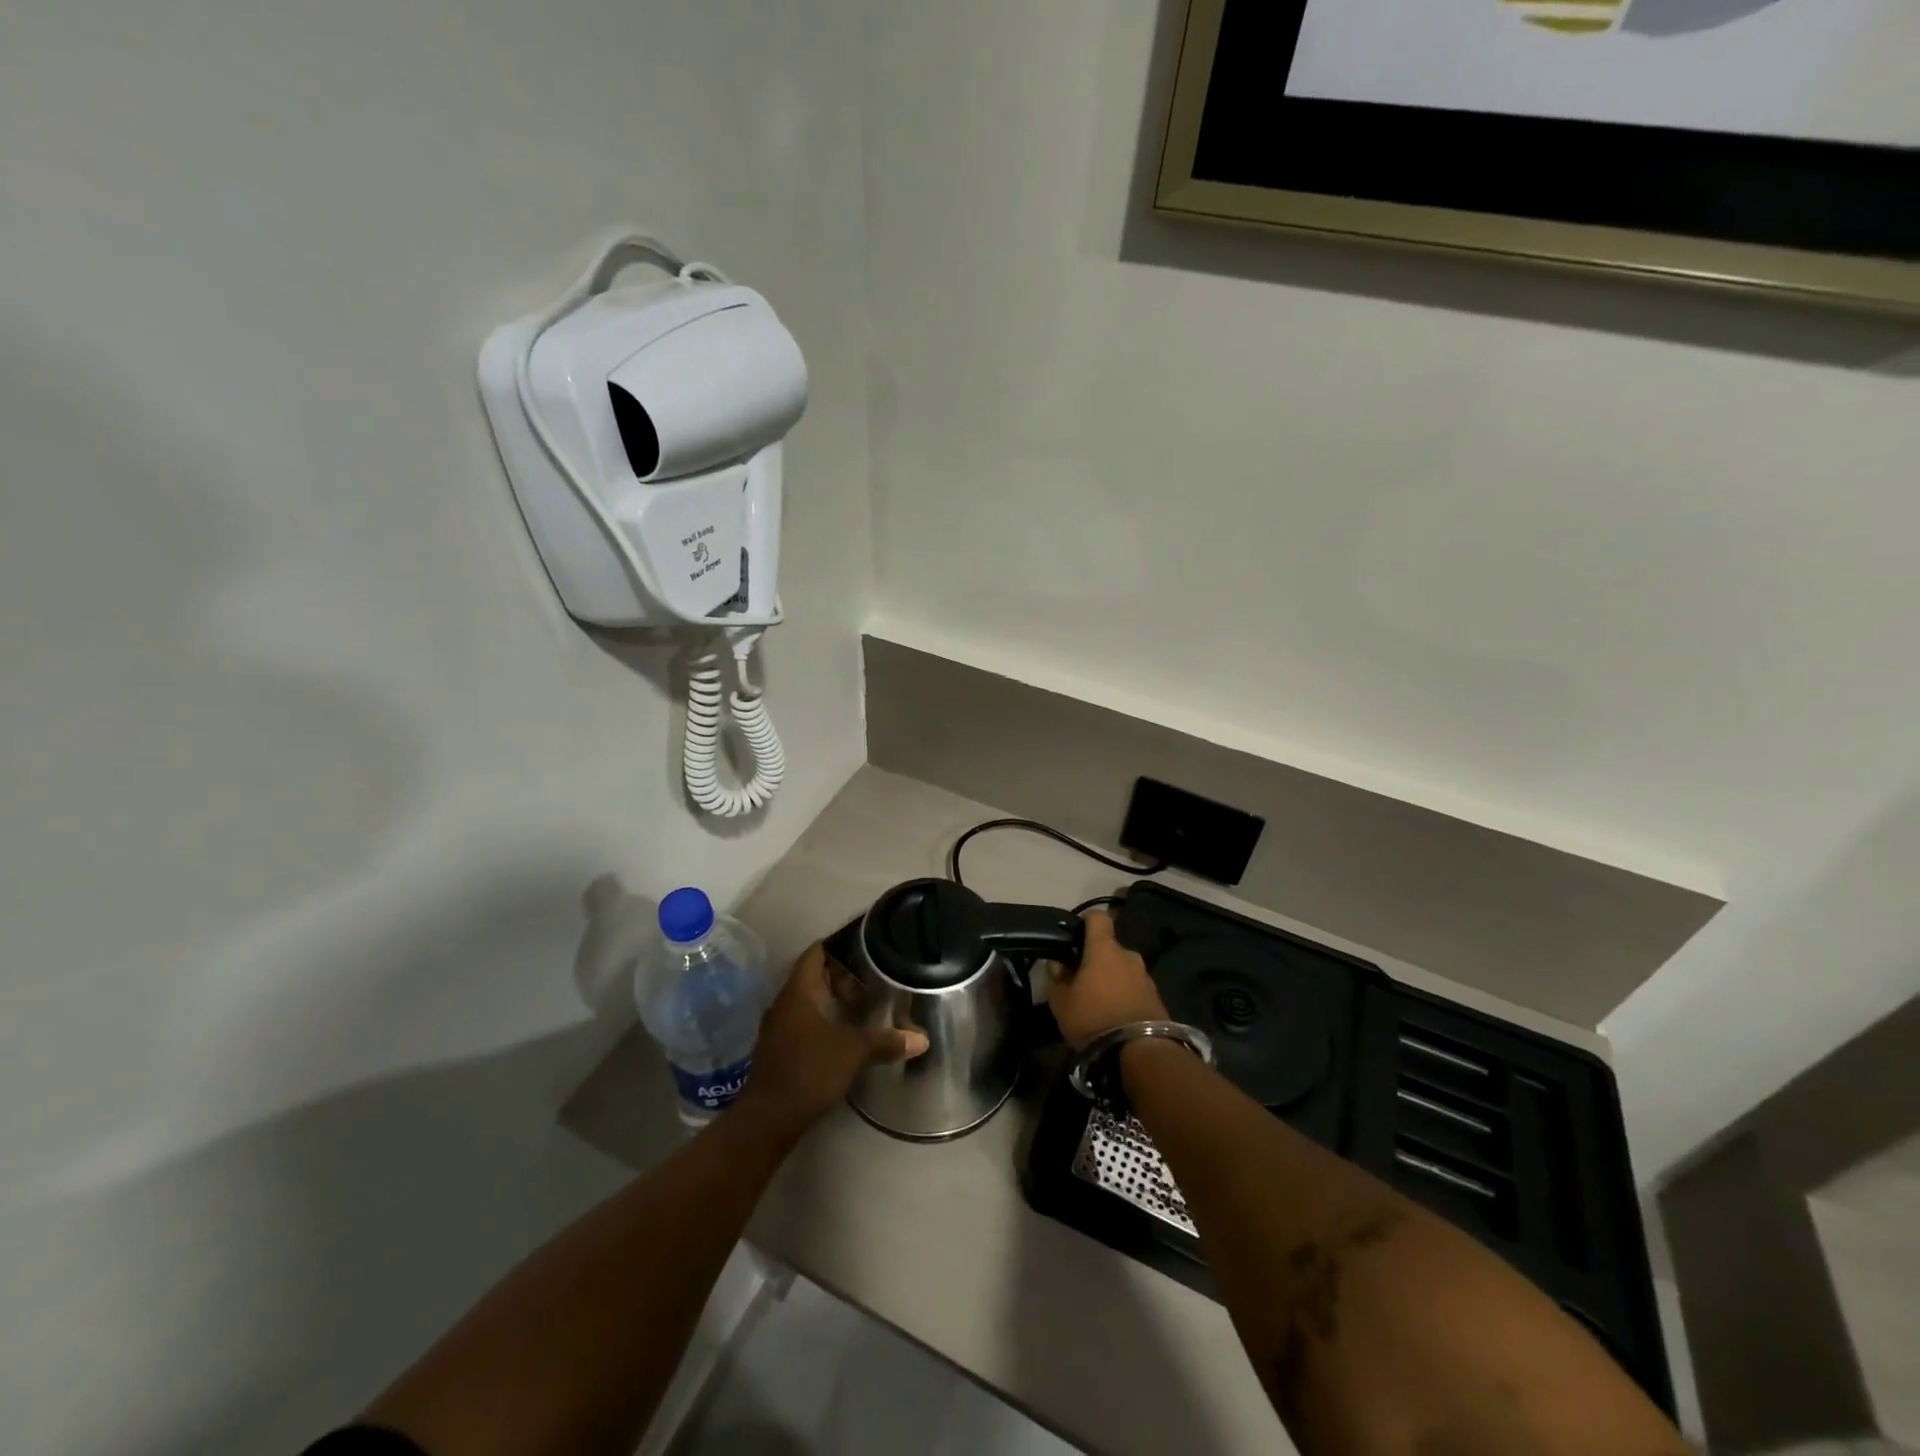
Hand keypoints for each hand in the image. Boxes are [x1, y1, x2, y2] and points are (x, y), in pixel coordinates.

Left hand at [736, 943, 928, 1139]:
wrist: (767, 1120)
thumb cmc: (808, 1071)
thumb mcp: (853, 1052)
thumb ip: (886, 1041)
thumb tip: (922, 1039)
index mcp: (798, 992)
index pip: (816, 953)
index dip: (839, 945)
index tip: (866, 948)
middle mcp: (785, 1004)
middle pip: (814, 976)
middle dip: (842, 977)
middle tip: (873, 983)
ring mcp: (779, 1028)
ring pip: (810, 1002)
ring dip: (834, 1001)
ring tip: (865, 1008)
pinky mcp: (780, 1051)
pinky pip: (805, 1023)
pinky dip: (826, 1022)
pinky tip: (846, 1036)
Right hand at [1047, 911, 1168, 1049]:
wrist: (1140, 1053)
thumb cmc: (1094, 1018)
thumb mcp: (1061, 1003)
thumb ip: (1057, 979)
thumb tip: (1058, 965)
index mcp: (1104, 949)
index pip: (1098, 917)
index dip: (1086, 921)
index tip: (1074, 935)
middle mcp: (1129, 956)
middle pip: (1110, 949)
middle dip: (1096, 961)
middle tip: (1081, 981)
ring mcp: (1146, 977)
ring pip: (1123, 970)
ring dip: (1112, 980)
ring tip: (1099, 1004)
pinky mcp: (1158, 999)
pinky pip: (1135, 989)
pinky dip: (1125, 996)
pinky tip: (1115, 1017)